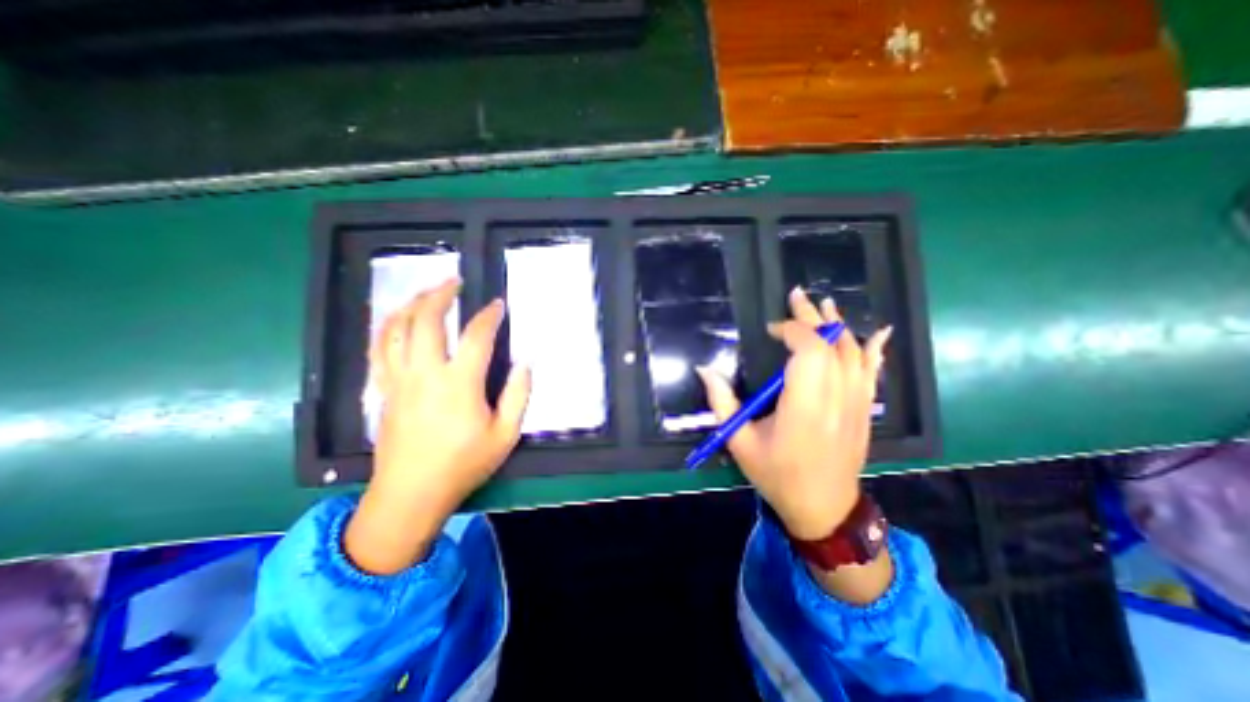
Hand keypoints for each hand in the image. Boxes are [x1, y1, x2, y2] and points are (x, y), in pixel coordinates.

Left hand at [343, 279, 528, 574]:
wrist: (410, 495)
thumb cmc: (463, 465)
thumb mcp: (505, 435)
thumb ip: (518, 395)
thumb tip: (525, 363)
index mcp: (459, 384)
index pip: (476, 336)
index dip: (489, 315)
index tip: (499, 304)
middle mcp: (425, 374)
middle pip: (425, 321)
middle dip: (440, 294)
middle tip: (455, 281)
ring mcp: (398, 380)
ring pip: (395, 329)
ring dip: (410, 304)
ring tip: (426, 292)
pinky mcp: (384, 389)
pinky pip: (378, 349)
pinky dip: (387, 327)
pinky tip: (397, 320)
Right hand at [698, 287, 893, 540]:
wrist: (824, 509)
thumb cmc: (777, 475)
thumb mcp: (740, 443)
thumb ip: (722, 403)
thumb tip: (704, 369)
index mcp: (805, 408)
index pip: (811, 352)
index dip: (794, 331)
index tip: (772, 331)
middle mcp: (836, 400)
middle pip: (832, 346)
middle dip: (813, 318)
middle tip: (797, 296)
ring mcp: (857, 404)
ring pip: (854, 354)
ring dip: (838, 326)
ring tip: (825, 304)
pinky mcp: (865, 410)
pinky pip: (872, 373)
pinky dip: (874, 350)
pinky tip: (877, 332)